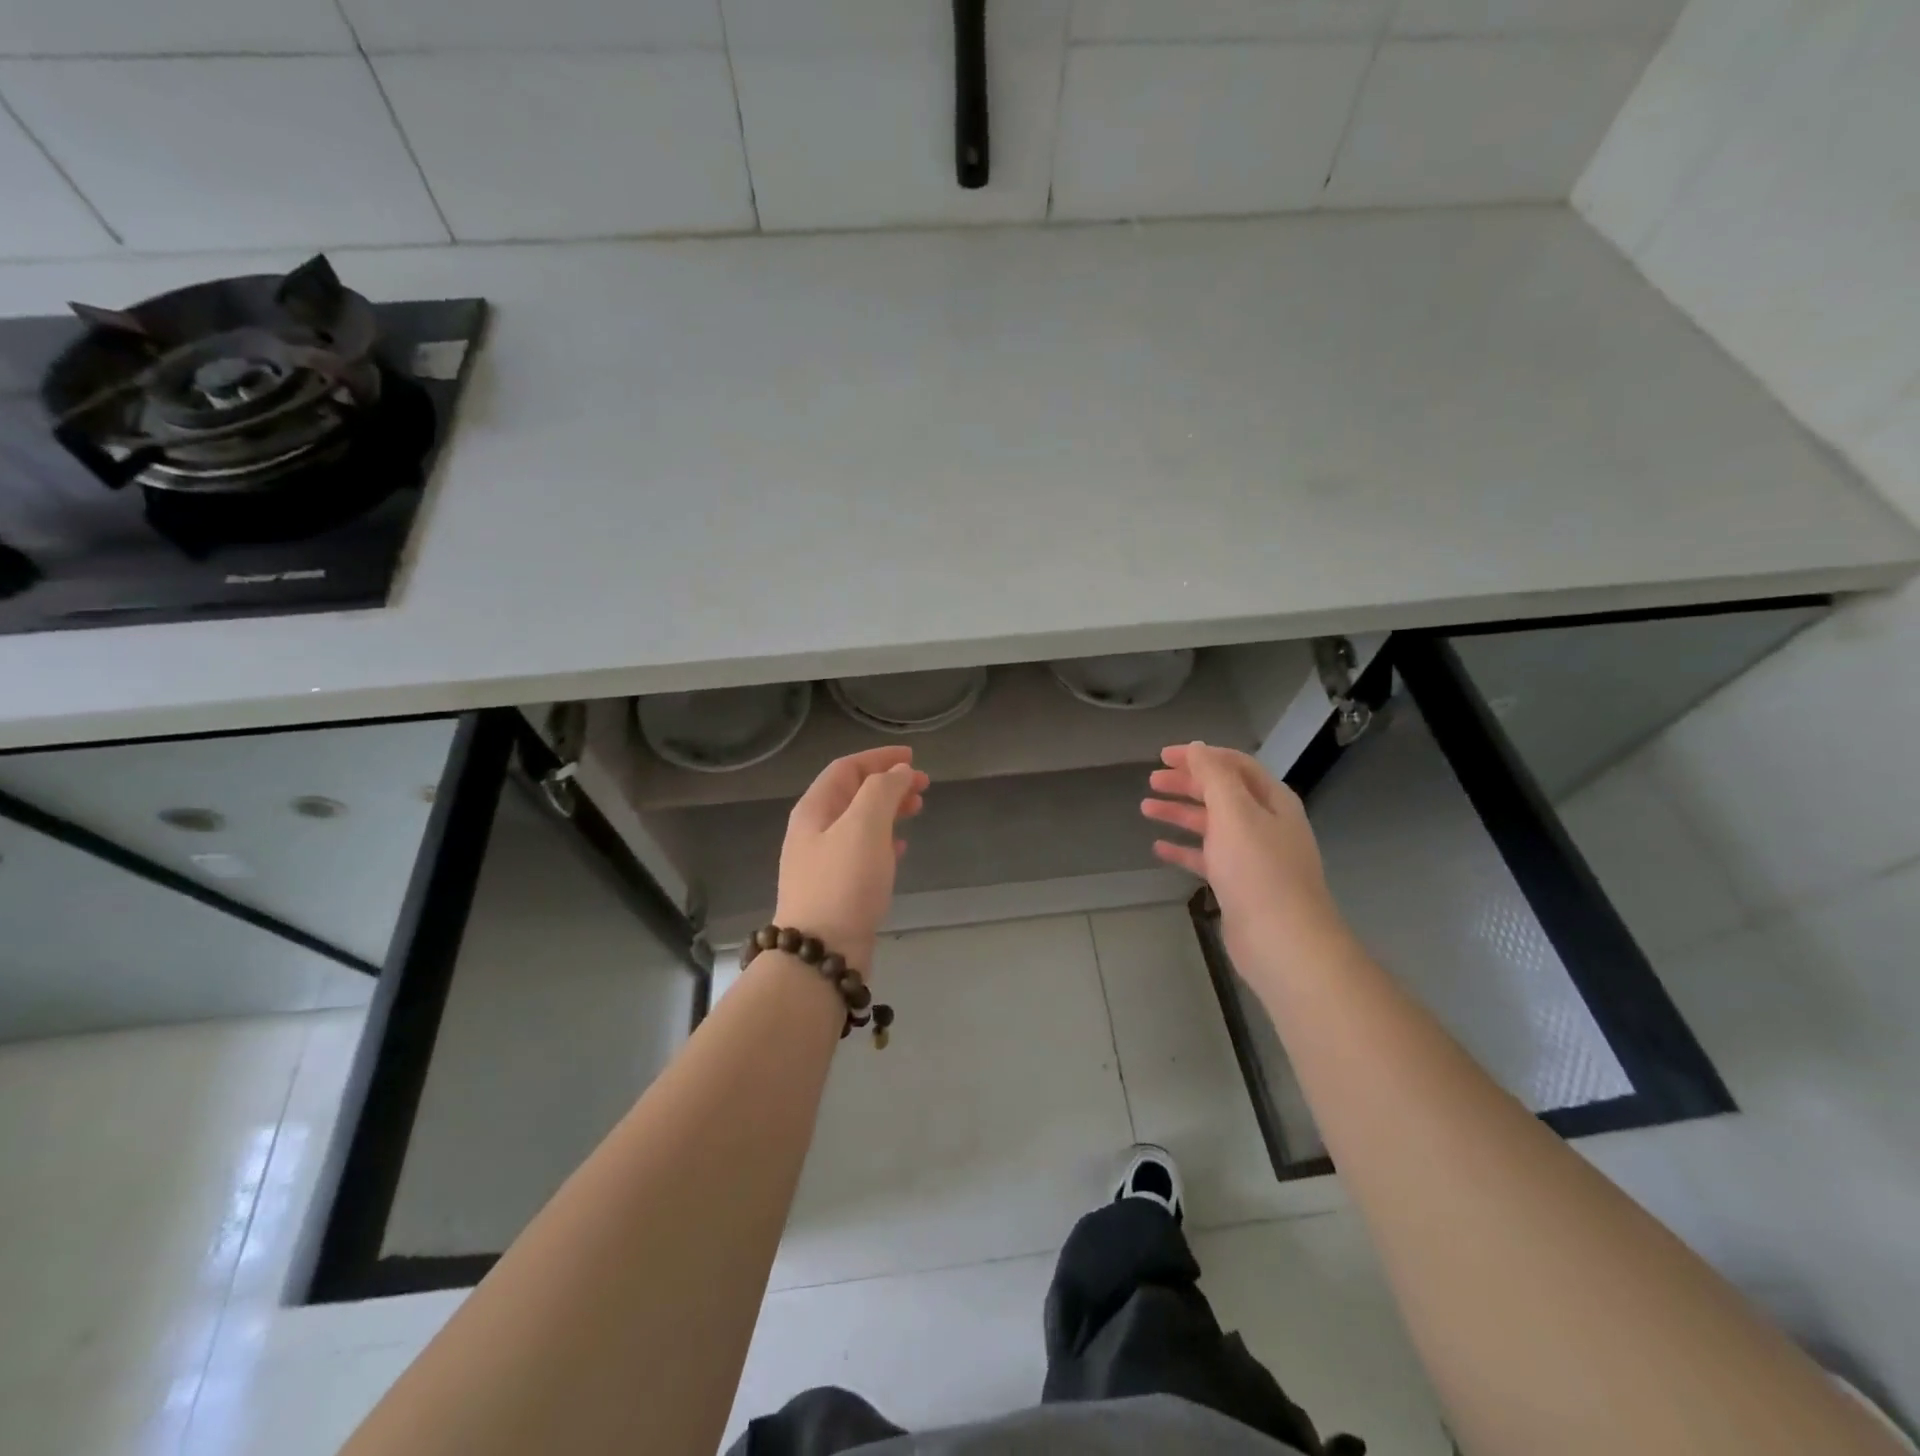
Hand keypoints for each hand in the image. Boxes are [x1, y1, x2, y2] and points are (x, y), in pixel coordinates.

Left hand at [774, 746, 928, 972]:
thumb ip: (883, 791)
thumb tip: (899, 772)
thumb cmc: (843, 882)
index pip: (846, 768)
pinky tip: (901, 848)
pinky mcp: (837, 889)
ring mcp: (823, 862)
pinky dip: (884, 841)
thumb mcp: (864, 825)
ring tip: (917, 811)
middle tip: (923, 786)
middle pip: (853, 794)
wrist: (821, 953)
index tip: (913, 758)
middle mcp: (814, 831)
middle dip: (888, 784)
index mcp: (814, 810)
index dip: (879, 758)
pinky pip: (863, 852)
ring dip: (889, 810)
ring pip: (860, 823)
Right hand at [1141, 742, 1348, 973]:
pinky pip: (1207, 857)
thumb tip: (1199, 747)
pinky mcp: (1238, 884)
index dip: (1200, 755)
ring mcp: (1252, 855)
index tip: (1163, 755)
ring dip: (1180, 813)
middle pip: (1221, 793)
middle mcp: (1265, 823)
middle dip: (1187, 783)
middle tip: (1152, 781)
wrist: (1281, 940)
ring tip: (1146, 809)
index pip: (1234, 765)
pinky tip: (1159, 848)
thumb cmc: (1257, 869)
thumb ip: (1214, 776)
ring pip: (1211, 825)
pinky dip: (1184, 849)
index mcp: (1271, 800)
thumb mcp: (1234, 812)